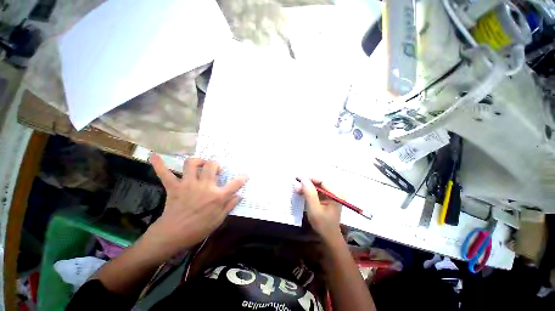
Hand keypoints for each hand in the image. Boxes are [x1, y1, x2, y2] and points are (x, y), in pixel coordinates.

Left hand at [144, 154, 247, 260]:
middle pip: (212, 165)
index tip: (245, 175)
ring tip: (201, 165)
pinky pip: (165, 173)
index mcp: (217, 196)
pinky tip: (154, 155)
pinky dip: (159, 164)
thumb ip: (229, 205)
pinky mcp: (174, 187)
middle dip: (216, 165)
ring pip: (192, 164)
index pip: (235, 184)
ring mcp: (188, 185)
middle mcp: (204, 186)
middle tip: (216, 171)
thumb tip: (239, 195)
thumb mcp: (218, 220)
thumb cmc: (198, 229)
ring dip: (198, 161)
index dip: (242, 178)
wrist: (172, 236)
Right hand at [297, 178, 342, 241]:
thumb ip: (309, 193)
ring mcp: (332, 195)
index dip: (309, 179)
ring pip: (317, 186)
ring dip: (307, 188)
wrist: (328, 236)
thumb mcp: (314, 208)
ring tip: (298, 191)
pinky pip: (317, 191)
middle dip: (307, 184)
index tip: (298, 180)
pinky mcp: (327, 198)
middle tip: (296, 189)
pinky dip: (309, 192)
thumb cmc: (322, 223)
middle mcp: (335, 191)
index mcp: (335, 193)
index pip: (321, 180)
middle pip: (319, 183)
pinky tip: (303, 194)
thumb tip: (303, 178)